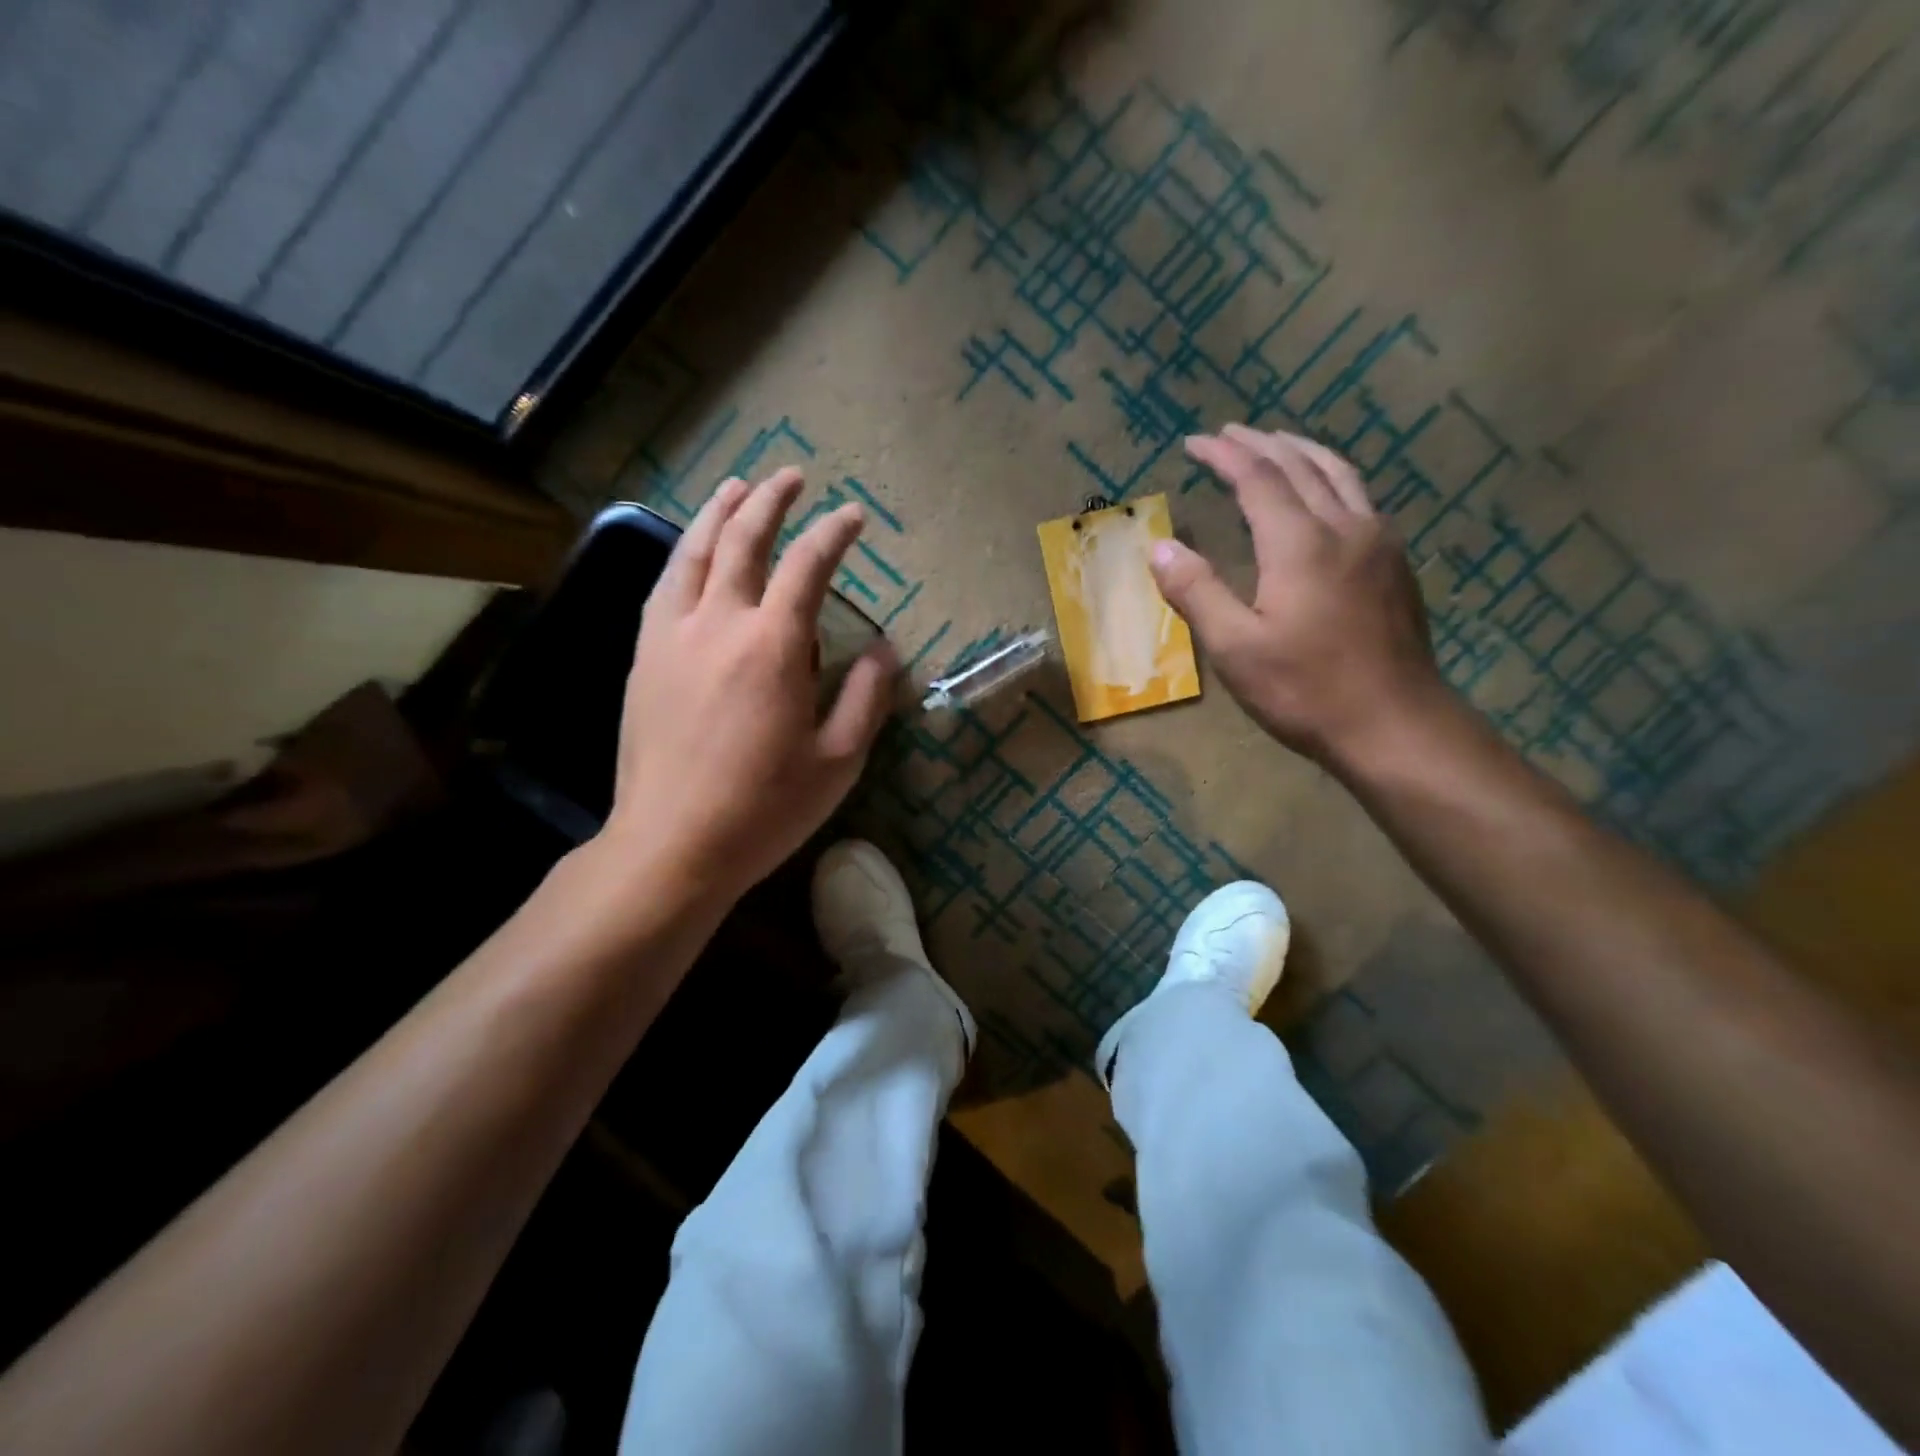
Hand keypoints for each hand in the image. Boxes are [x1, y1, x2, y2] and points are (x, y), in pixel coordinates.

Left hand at [598, 469, 897, 906]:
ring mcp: (672, 637)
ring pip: (694, 553)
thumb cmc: (765, 808)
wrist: (672, 844)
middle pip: (744, 540)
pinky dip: (683, 555)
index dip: (834, 534)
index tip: (853, 516)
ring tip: (737, 487)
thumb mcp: (839, 761)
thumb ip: (865, 697)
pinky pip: (663, 587)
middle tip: (791, 478)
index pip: (808, 566)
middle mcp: (719, 624)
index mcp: (773, 646)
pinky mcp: (644, 657)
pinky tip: (691, 551)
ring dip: (720, 513)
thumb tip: (883, 651)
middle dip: (771, 501)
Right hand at [1150, 424, 1449, 764]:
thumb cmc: (1305, 689)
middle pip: (1300, 466)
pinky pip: (1360, 498)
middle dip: (1260, 444)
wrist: (1395, 724)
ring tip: (1277, 443)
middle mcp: (1344, 527)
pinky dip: (1331, 478)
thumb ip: (1196, 592)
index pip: (1258, 478)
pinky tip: (1324, 495)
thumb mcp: (1234, 648)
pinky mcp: (1396, 564)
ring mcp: (1379, 542)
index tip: (1195, 441)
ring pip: (1340, 475)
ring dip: (1302, 452)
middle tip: (1229, 434)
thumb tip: (1160, 547)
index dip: (1225, 454)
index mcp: (1300, 543)